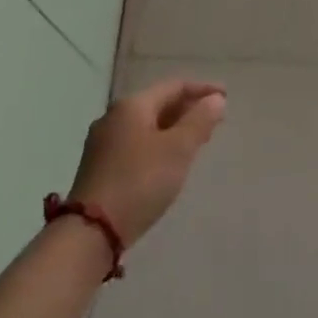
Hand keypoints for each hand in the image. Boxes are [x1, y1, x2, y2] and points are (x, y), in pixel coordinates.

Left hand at [68, 80, 225, 245]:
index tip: (226, 96)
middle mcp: (113, 117)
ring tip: (197, 139)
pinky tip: (170, 159)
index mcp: (132, 106)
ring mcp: (103, 142)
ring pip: (147, 124)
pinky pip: (137, 142)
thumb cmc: (140, 182)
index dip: (203, 89)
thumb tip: (216, 99)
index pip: (174, 86)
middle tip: (215, 120)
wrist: (91, 231)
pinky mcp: (100, 165)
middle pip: (159, 103)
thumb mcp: (178, 149)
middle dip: (188, 109)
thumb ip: (199, 121)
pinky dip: (159, 142)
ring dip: (175, 127)